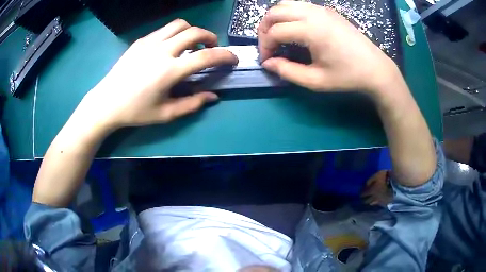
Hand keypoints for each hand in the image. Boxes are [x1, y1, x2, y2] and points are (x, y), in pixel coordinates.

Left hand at [77, 19, 237, 130]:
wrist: (106, 102)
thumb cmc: (135, 111)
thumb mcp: (165, 114)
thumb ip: (192, 104)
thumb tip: (213, 96)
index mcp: (169, 71)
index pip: (206, 56)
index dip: (225, 56)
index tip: (233, 59)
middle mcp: (162, 50)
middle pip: (195, 32)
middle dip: (210, 37)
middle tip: (211, 48)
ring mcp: (149, 43)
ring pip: (179, 24)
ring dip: (192, 31)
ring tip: (191, 44)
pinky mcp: (140, 41)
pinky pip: (164, 30)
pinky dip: (175, 33)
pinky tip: (170, 47)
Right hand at [258, 1, 397, 94]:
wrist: (375, 68)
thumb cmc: (347, 76)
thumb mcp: (315, 80)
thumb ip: (287, 71)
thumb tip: (268, 63)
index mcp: (311, 30)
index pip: (274, 31)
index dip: (265, 46)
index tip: (267, 60)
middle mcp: (313, 13)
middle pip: (274, 12)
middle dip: (264, 28)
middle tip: (268, 46)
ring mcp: (321, 9)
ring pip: (285, 4)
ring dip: (275, 18)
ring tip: (278, 35)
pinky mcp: (327, 10)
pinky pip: (299, 5)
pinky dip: (288, 14)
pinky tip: (294, 28)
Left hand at [361, 170, 392, 206]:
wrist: (397, 182)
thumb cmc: (385, 177)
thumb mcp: (376, 175)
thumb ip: (369, 181)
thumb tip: (365, 186)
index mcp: (371, 191)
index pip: (363, 195)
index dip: (361, 194)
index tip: (360, 195)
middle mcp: (374, 198)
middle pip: (367, 201)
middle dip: (364, 200)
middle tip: (363, 200)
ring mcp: (380, 201)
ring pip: (373, 204)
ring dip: (370, 202)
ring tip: (370, 202)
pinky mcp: (385, 203)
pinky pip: (379, 204)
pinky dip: (377, 203)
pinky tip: (377, 202)